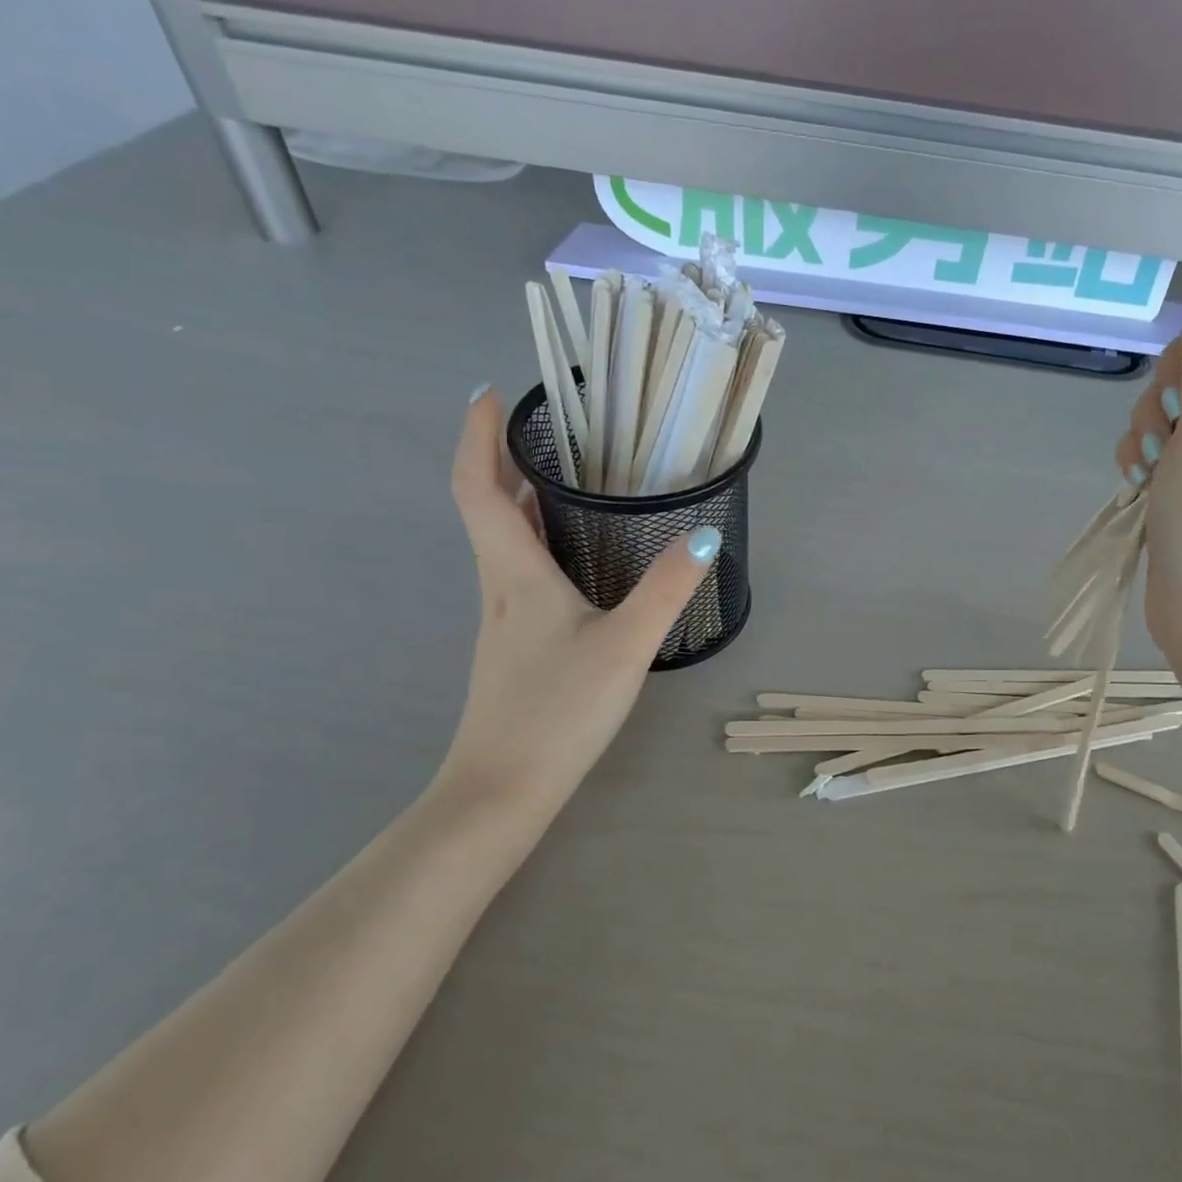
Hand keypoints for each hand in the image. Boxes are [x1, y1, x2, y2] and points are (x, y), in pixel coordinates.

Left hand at [436, 387, 718, 837]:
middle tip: (546, 430)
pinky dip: (538, 545)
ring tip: (566, 480)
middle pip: (488, 509)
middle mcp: (499, 588)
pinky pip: (521, 575)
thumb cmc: (559, 709)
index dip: (476, 435)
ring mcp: (504, 622)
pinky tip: (575, 562)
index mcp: (513, 573)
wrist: (505, 787)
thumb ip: (666, 590)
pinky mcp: (515, 649)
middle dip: (504, 460)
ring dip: (523, 503)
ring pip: (504, 544)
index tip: (491, 394)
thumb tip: (705, 536)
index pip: (478, 486)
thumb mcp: (624, 645)